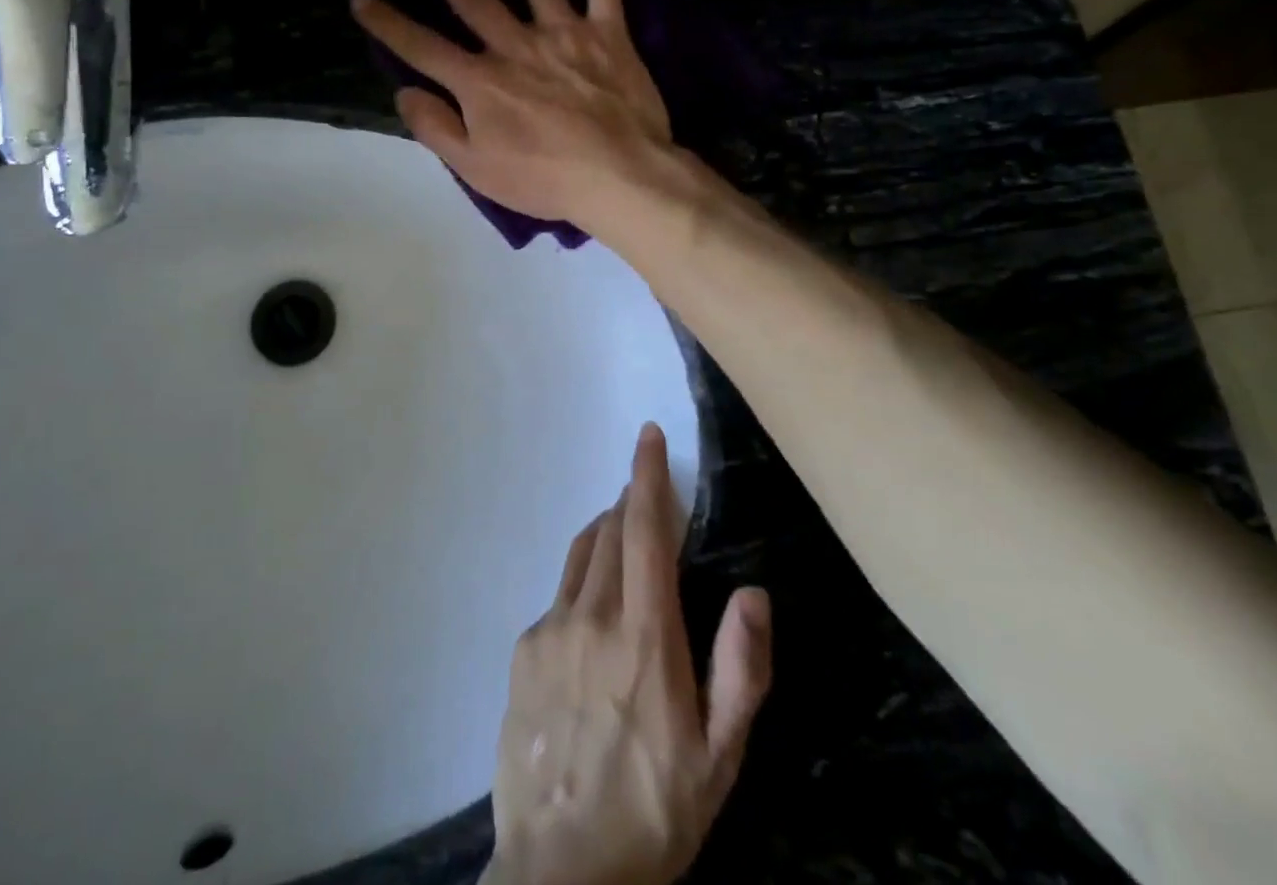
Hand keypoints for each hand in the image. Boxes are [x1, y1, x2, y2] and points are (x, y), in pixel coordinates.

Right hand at [350, 0, 675, 230]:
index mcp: (481, 81)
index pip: (422, 47)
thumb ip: (436, 128)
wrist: (619, 175)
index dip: (388, 24)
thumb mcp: (476, 168)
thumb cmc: (544, 179)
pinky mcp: (609, 36)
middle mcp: (517, 46)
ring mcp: (564, 35)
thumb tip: (406, 92)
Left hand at [487, 423, 771, 884]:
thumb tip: (753, 592)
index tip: (647, 434)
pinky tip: (591, 627)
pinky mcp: (523, 651)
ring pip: (579, 556)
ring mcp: (550, 630)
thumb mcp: (721, 755)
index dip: (647, 475)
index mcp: (645, 634)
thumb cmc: (655, 812)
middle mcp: (592, 616)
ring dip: (603, 536)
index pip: (645, 529)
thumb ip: (742, 668)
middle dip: (630, 503)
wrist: (562, 873)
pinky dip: (580, 588)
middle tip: (647, 501)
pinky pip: (557, 598)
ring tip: (622, 544)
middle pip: (609, 532)